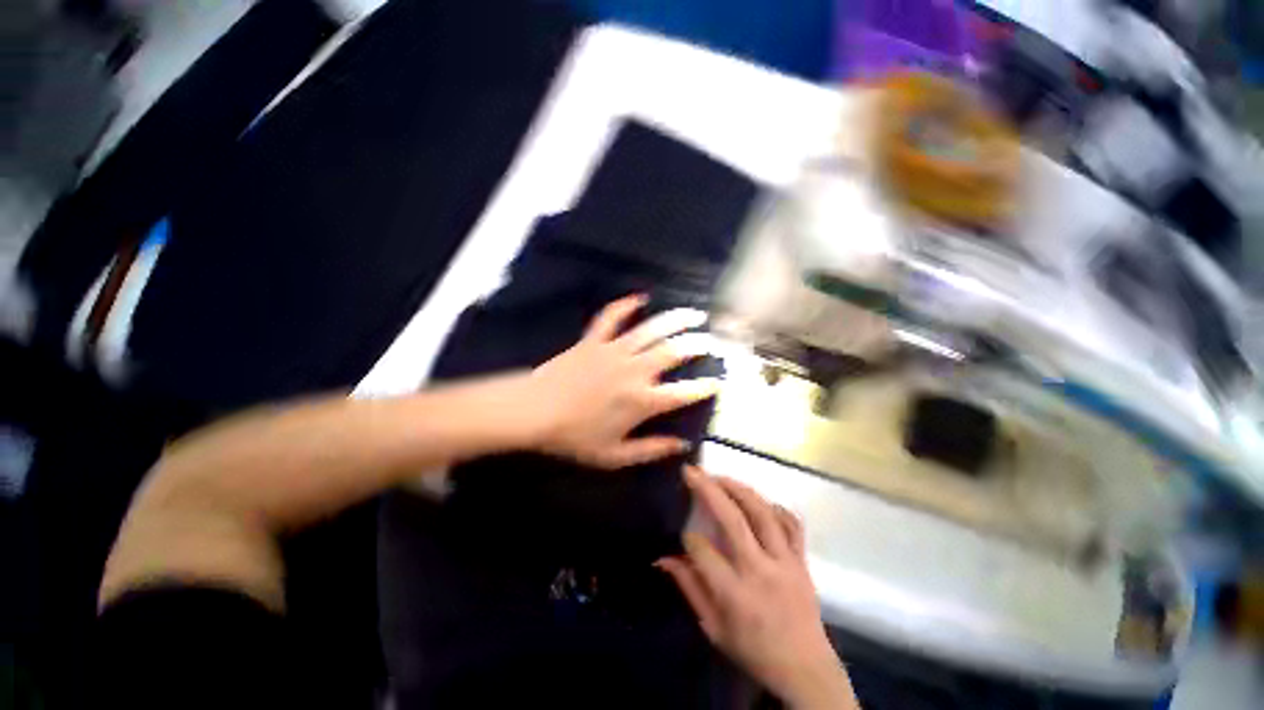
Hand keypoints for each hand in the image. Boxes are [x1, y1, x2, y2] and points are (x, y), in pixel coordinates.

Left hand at [525, 295, 720, 468]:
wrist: (534, 412)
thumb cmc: (574, 437)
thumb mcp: (615, 456)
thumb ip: (652, 450)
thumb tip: (682, 446)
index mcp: (642, 401)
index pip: (684, 392)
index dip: (705, 387)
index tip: (717, 382)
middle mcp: (635, 371)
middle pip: (674, 352)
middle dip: (697, 345)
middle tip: (709, 341)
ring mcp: (614, 351)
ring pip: (651, 329)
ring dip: (675, 319)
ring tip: (693, 314)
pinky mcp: (594, 340)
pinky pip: (612, 317)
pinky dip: (626, 305)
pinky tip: (640, 298)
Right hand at [658, 467, 857, 709]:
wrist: (806, 670)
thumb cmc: (754, 652)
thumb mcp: (714, 629)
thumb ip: (689, 589)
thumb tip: (663, 558)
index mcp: (736, 594)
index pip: (703, 551)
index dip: (688, 538)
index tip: (682, 535)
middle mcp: (761, 571)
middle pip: (733, 520)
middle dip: (709, 490)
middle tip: (692, 472)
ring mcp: (786, 562)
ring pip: (763, 513)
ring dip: (739, 489)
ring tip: (720, 477)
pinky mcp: (802, 560)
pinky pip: (792, 524)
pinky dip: (775, 507)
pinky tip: (759, 500)